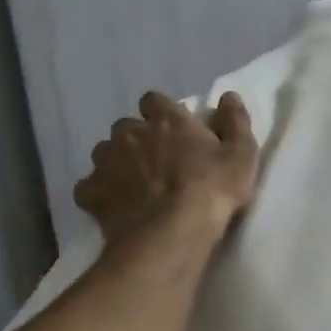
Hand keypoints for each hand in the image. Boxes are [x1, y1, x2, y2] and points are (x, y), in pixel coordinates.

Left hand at [74, 91, 259, 247]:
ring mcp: (106, 162)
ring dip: (117, 163)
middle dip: (138, 139)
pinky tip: (115, 207)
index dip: (161, 113)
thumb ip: (235, 121)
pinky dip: (99, 193)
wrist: (171, 234)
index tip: (174, 129)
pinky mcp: (91, 193)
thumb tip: (229, 97)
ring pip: (105, 153)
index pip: (154, 100)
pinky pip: (89, 187)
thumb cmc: (212, 190)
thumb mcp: (241, 155)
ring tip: (135, 186)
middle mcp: (130, 132)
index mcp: (166, 119)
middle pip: (127, 127)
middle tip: (158, 162)